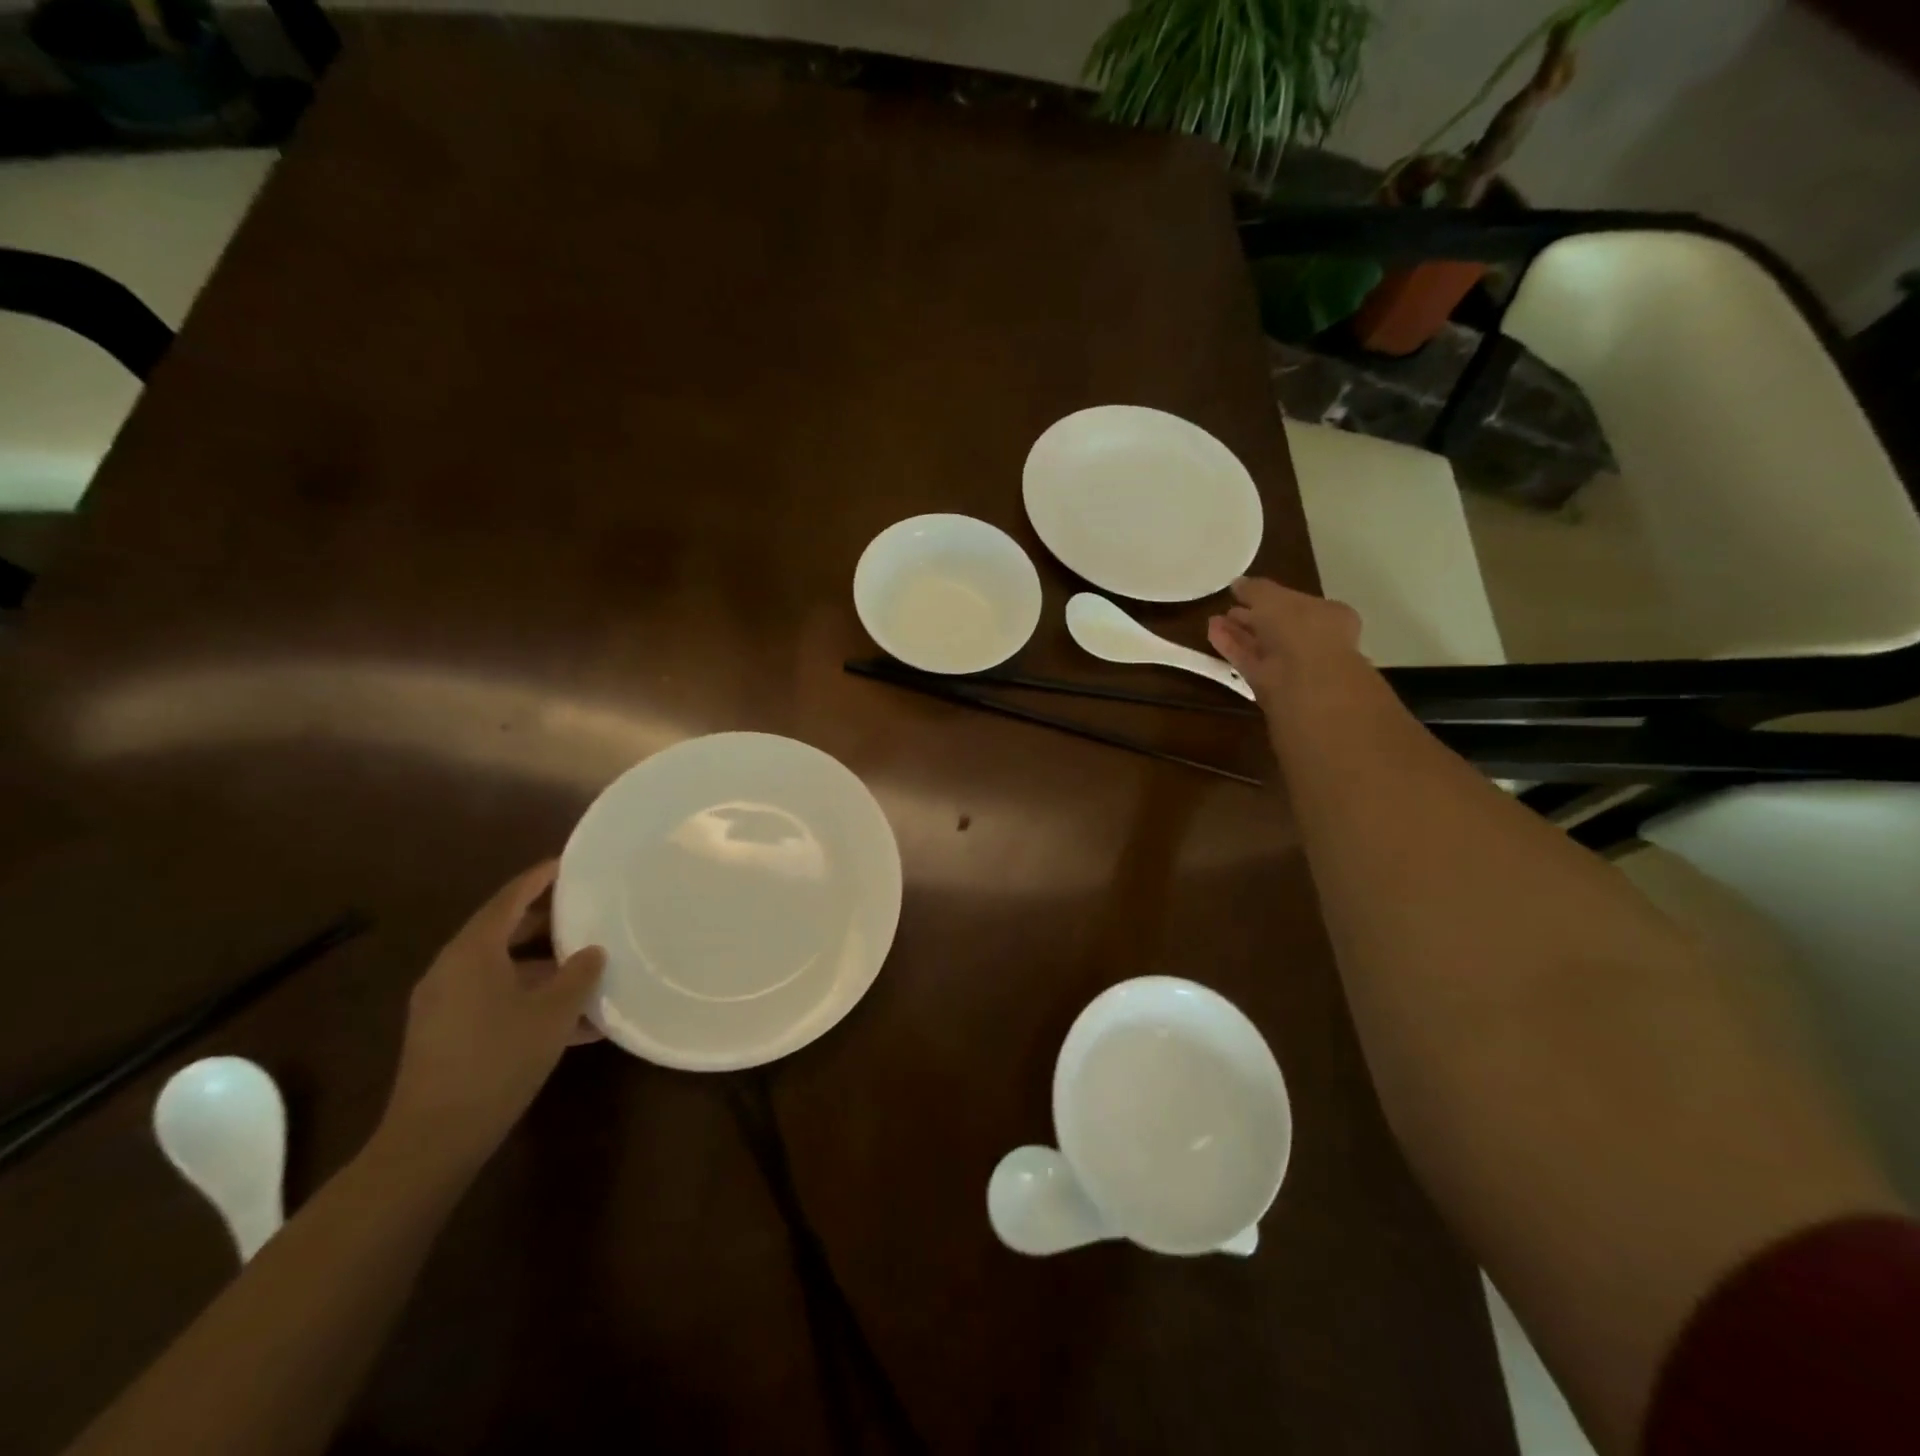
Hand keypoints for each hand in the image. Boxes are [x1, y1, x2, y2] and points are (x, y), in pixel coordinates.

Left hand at [379, 862, 605, 1170]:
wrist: (434, 1139)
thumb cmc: (498, 1060)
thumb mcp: (553, 1013)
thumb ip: (578, 974)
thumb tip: (592, 952)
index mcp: (472, 952)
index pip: (510, 898)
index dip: (540, 878)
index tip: (570, 864)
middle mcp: (452, 969)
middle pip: (503, 930)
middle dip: (547, 922)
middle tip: (588, 912)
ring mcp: (445, 1004)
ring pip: (503, 968)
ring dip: (544, 967)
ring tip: (589, 969)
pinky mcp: (447, 1034)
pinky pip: (496, 999)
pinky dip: (530, 999)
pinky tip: (574, 1023)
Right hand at [1207, 576, 1363, 705]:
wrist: (1305, 680)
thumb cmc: (1299, 628)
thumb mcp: (1274, 597)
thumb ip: (1255, 589)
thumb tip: (1237, 583)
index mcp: (1327, 615)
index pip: (1297, 603)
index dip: (1272, 597)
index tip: (1246, 594)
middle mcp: (1312, 640)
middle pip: (1276, 626)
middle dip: (1251, 616)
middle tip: (1228, 608)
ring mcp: (1291, 664)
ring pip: (1260, 644)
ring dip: (1237, 632)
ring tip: (1213, 619)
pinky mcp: (1270, 683)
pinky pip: (1248, 660)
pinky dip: (1231, 647)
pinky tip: (1212, 633)